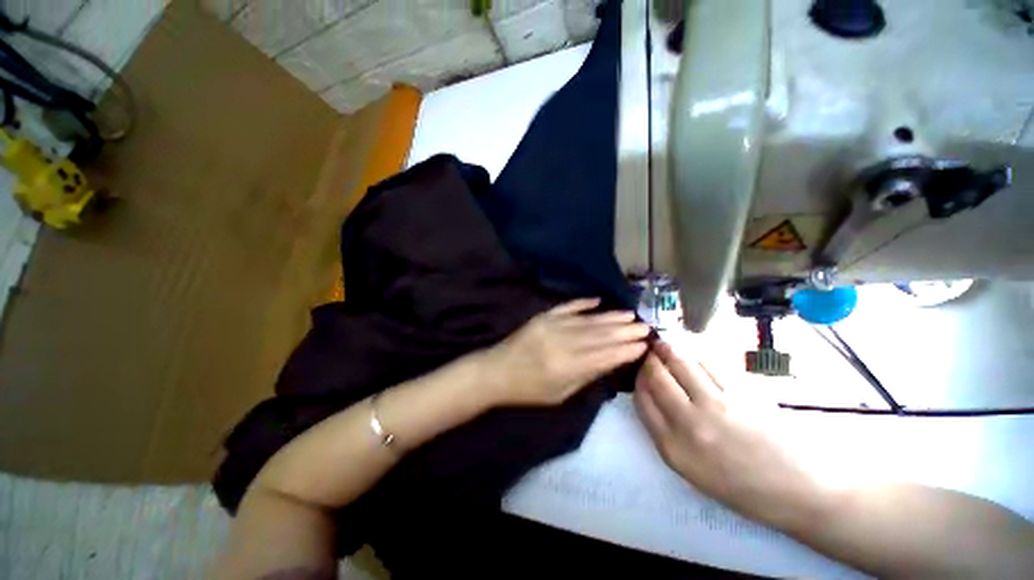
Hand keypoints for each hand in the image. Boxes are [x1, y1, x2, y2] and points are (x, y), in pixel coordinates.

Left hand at [482, 298, 649, 406]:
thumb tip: (610, 361)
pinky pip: (567, 307)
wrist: (496, 371)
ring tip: (631, 315)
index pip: (604, 356)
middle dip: (625, 331)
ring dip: (611, 317)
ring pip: (588, 320)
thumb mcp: (560, 394)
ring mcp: (552, 325)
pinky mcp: (543, 316)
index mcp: (567, 367)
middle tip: (645, 326)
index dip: (625, 350)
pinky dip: (583, 303)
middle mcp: (563, 343)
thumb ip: (586, 376)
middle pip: (600, 336)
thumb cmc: (529, 390)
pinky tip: (599, 300)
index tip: (644, 344)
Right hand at [634, 341, 825, 530]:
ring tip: (664, 344)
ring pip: (680, 363)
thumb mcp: (692, 469)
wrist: (799, 490)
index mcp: (672, 447)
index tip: (640, 370)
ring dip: (668, 349)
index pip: (642, 398)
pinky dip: (695, 354)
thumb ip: (666, 431)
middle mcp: (688, 423)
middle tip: (649, 351)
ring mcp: (716, 405)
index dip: (638, 378)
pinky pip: (708, 363)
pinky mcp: (740, 392)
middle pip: (656, 376)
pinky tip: (693, 355)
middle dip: (649, 359)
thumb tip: (653, 394)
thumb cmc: (742, 486)